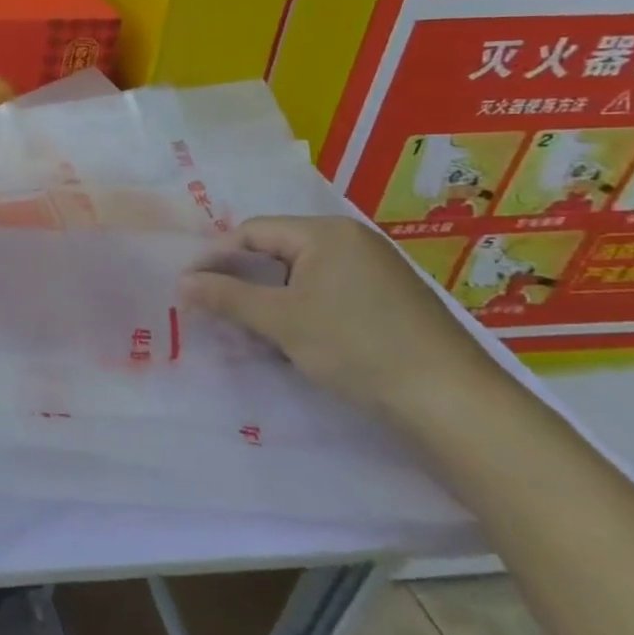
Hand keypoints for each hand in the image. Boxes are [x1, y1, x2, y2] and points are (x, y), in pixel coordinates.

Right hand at [180, 216, 501, 423]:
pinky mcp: (388, 301)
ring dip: (268, 301)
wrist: (452, 402)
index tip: (189, 288)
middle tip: (214, 312)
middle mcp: (352, 241)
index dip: (215, 258)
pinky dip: (299, 312)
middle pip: (276, 252)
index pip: (252, 232)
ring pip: (300, 277)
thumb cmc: (357, 347)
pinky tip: (290, 342)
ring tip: (247, 332)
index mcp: (327, 232)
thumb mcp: (280, 321)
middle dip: (241, 282)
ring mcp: (374, 271)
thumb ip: (226, 297)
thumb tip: (181, 282)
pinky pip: (326, 294)